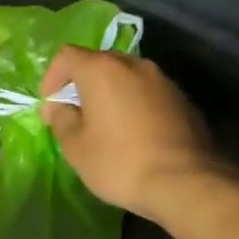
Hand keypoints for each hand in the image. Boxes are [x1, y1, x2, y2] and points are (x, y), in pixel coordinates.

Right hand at [40, 46, 222, 222]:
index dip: (52, 78)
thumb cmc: (120, 162)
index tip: (51, 106)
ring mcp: (162, 80)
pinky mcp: (182, 99)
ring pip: (125, 76)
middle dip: (82, 84)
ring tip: (106, 124)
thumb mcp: (75, 147)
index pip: (67, 55)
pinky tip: (135, 134)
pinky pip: (147, 92)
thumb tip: (59, 107)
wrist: (186, 183)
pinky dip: (134, 104)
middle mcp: (133, 64)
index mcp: (102, 69)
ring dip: (110, 93)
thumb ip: (61, 119)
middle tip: (75, 114)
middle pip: (98, 62)